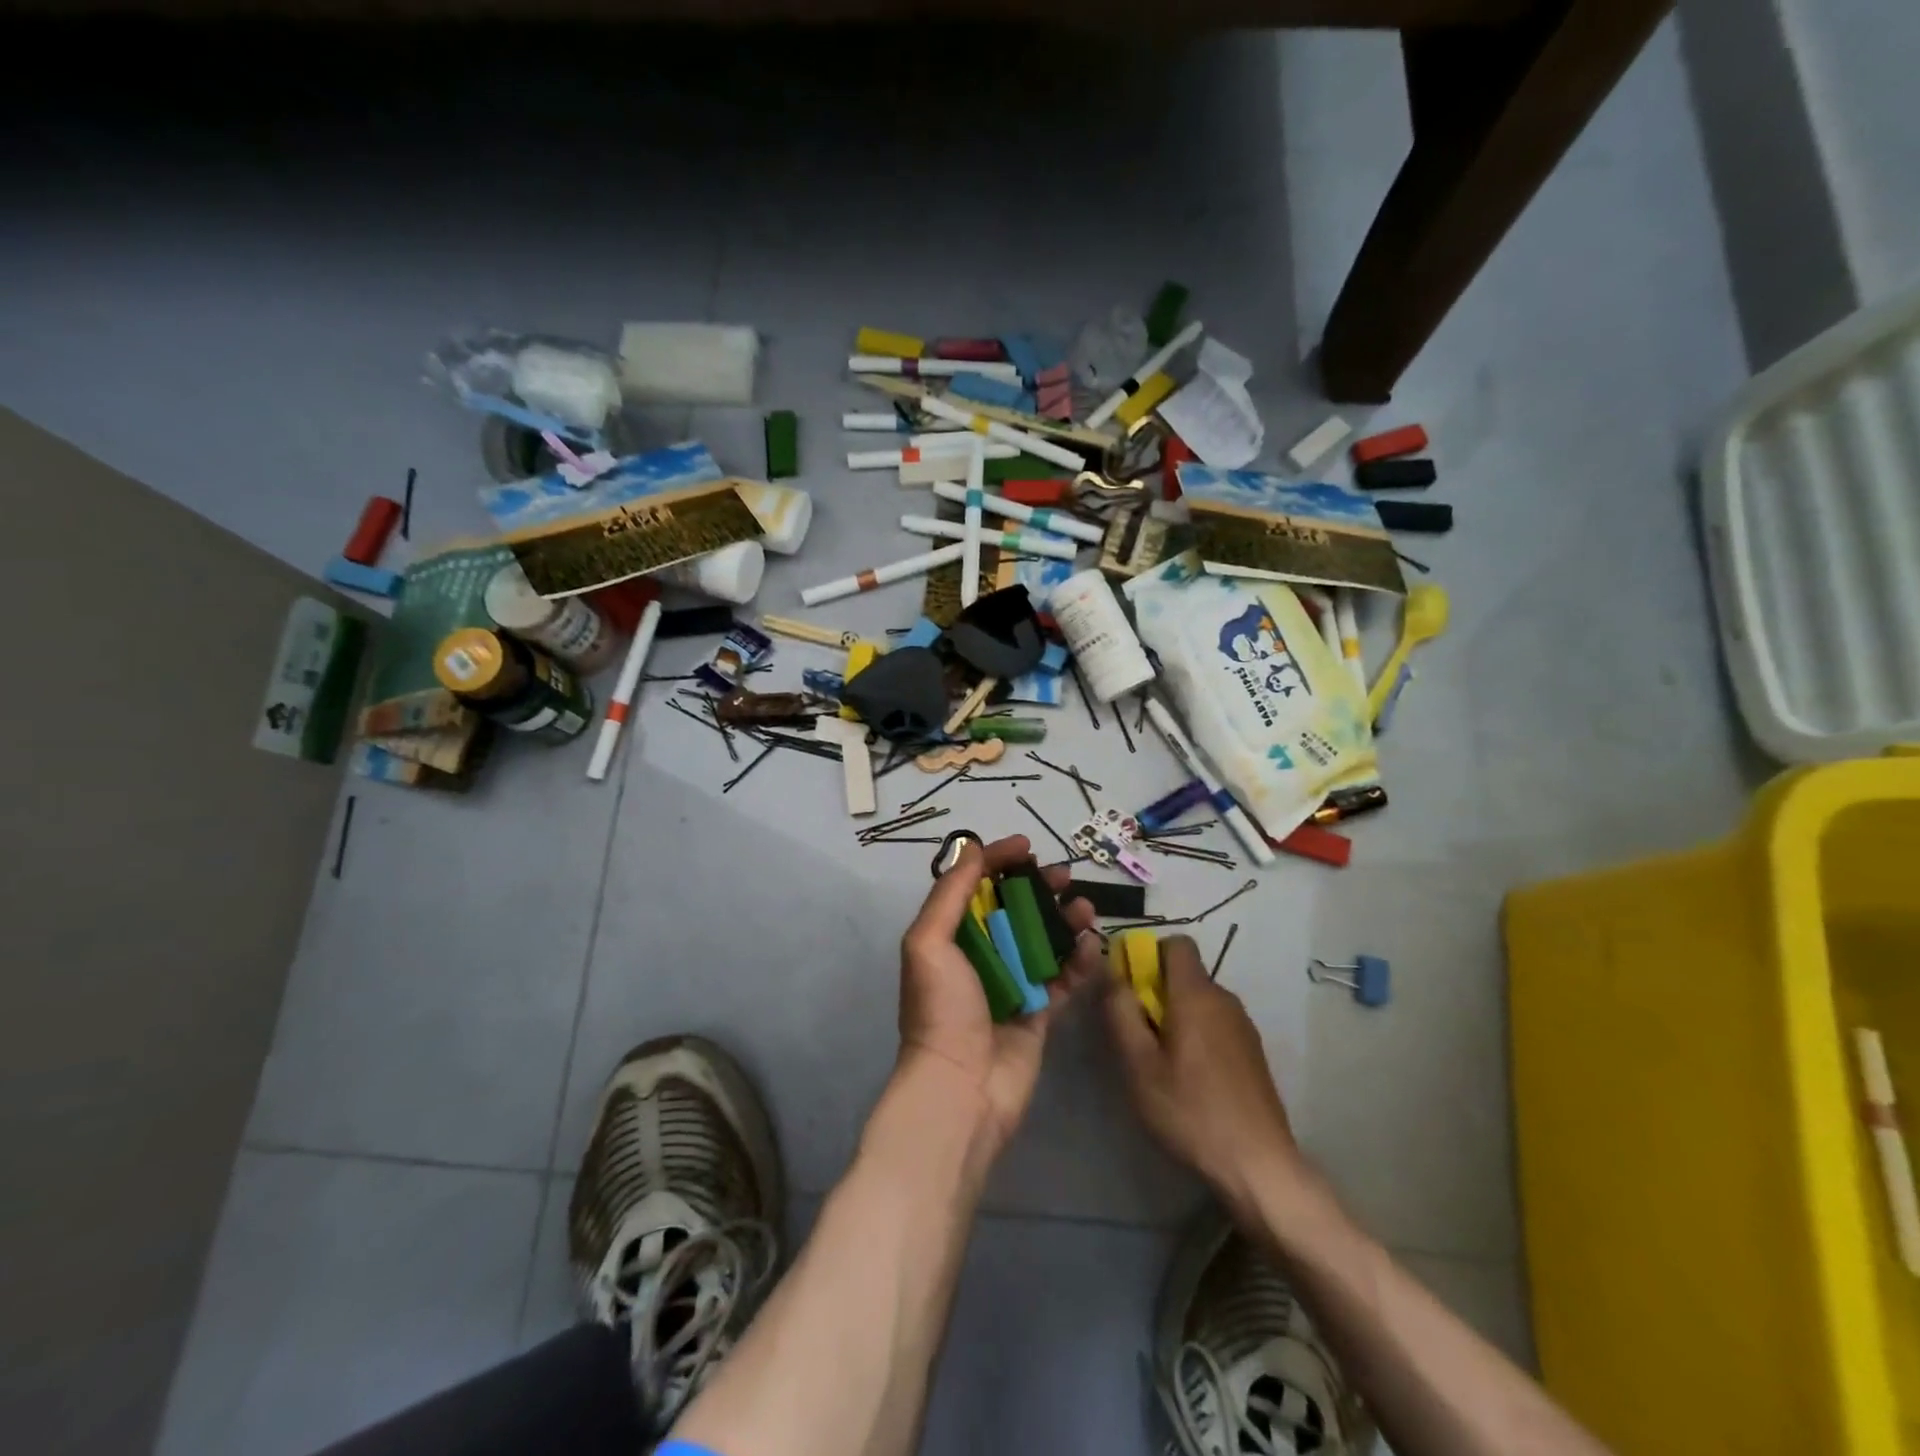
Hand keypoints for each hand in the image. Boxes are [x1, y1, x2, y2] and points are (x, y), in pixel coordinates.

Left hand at [897, 834, 1102, 1154]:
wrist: (962, 1089)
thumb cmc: (941, 1009)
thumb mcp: (929, 942)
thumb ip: (950, 893)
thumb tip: (972, 849)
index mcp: (950, 937)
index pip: (975, 886)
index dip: (998, 861)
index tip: (1026, 846)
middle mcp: (981, 955)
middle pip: (1014, 909)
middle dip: (1038, 887)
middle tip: (1063, 875)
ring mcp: (1013, 983)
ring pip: (1044, 939)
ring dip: (1065, 919)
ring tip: (1083, 908)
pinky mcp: (1040, 1011)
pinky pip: (1064, 976)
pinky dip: (1080, 959)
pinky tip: (1091, 945)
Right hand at [1105, 934, 1305, 1218]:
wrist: (1259, 1164)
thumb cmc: (1190, 1110)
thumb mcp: (1139, 1064)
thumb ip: (1121, 1011)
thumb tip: (1112, 972)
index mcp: (1196, 994)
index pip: (1176, 943)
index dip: (1148, 955)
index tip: (1130, 988)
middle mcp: (1224, 999)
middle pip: (1185, 973)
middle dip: (1156, 991)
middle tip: (1137, 1034)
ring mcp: (1243, 1025)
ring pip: (1199, 1000)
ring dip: (1175, 1015)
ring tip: (1160, 1062)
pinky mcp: (1252, 1051)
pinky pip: (1215, 1023)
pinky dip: (1196, 1034)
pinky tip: (1189, 1079)